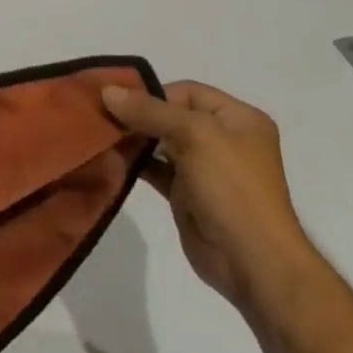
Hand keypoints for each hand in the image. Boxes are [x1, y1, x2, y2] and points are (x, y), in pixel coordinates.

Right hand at [102, 80, 321, 315]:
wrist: (252, 262)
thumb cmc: (232, 188)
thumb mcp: (194, 135)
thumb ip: (150, 110)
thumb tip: (107, 90)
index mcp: (238, 119)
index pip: (188, 92)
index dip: (155, 94)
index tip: (120, 102)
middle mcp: (223, 139)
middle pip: (172, 115)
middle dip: (139, 114)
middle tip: (102, 114)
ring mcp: (205, 168)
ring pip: (161, 142)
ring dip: (134, 138)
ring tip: (101, 134)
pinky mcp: (187, 194)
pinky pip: (156, 169)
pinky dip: (136, 162)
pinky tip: (112, 158)